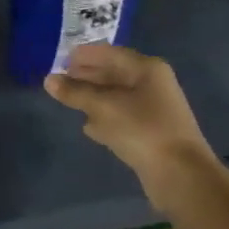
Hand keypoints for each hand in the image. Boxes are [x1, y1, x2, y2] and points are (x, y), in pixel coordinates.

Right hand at [44, 44, 216, 194]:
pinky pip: (123, 118)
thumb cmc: (142, 129)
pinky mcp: (151, 134)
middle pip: (114, 74)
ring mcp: (154, 110)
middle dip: (87, 76)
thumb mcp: (103, 107)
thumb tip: (48, 80)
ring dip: (94, 98)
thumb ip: (75, 92)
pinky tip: (88, 126)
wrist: (179, 175)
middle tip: (60, 79)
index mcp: (147, 69)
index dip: (85, 55)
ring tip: (69, 99)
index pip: (110, 53)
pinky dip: (105, 118)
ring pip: (117, 98)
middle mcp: (153, 84)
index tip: (61, 59)